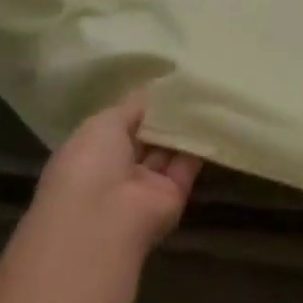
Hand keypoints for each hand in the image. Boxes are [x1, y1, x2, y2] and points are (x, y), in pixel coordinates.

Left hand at [23, 90, 202, 270]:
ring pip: (168, 149)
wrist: (102, 220)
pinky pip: (188, 164)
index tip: (163, 83)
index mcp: (91, 152)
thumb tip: (153, 90)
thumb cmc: (89, 164)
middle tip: (190, 83)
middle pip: (147, 136)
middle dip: (164, 113)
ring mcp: (146, 185)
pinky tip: (214, 116)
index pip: (119, 124)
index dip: (139, 105)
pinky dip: (199, 143)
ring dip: (183, 126)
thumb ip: (131, 106)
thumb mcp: (103, 122)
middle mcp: (118, 170)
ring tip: (205, 93)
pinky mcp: (173, 195)